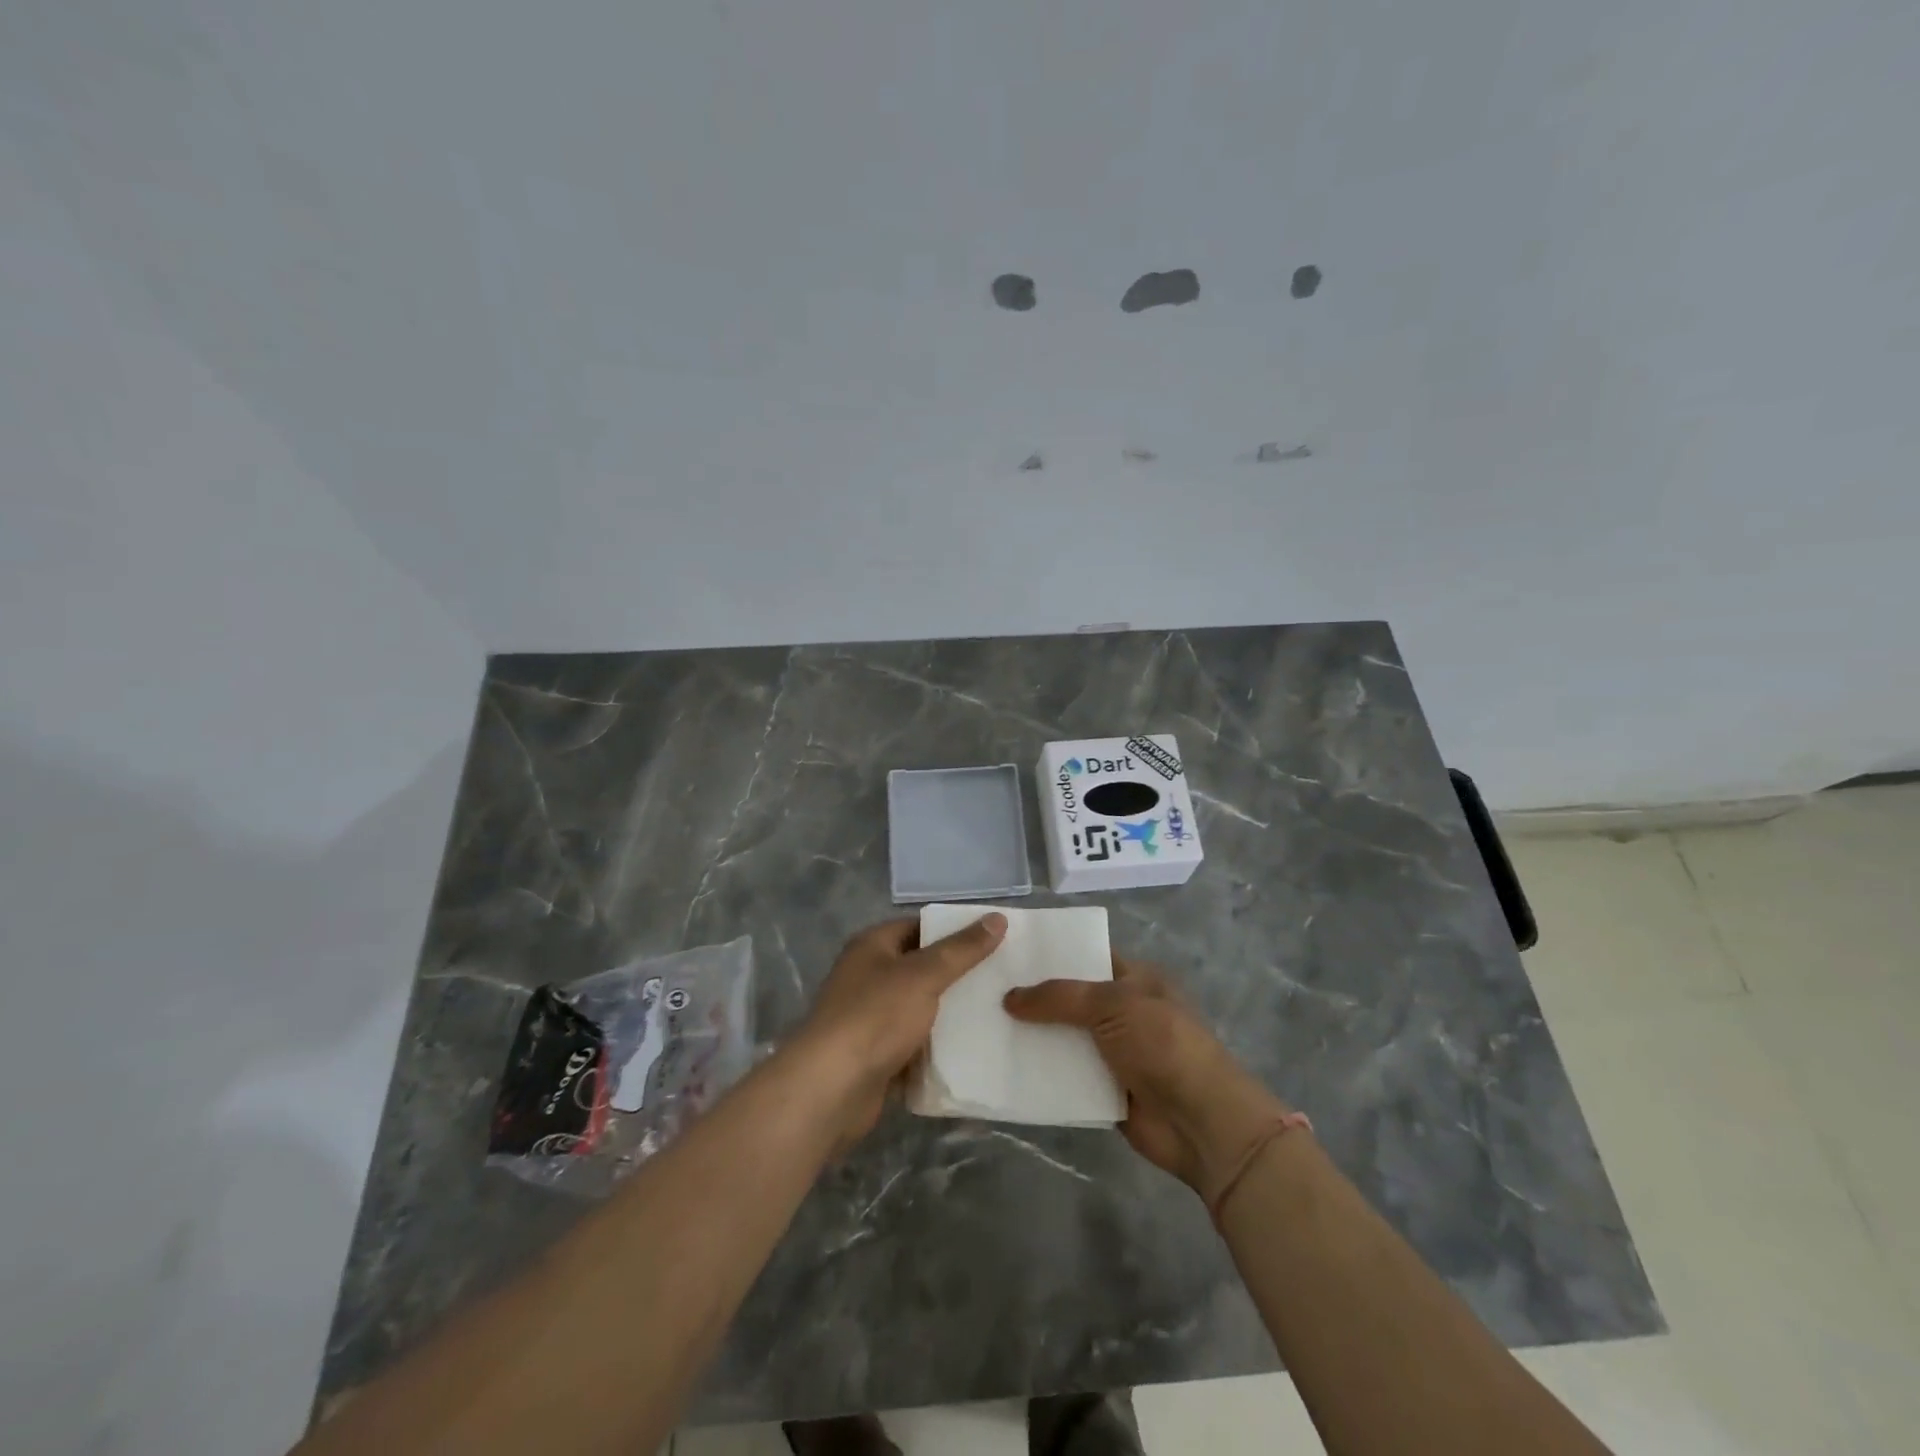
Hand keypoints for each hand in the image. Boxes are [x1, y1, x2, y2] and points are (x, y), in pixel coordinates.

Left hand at [792, 914, 1007, 1146]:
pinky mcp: (876, 1056)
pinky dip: (937, 1048)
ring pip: (919, 1009)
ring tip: (996, 1012)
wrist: (831, 1089)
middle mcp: (868, 976)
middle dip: (957, 974)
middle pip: (920, 968)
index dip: (954, 930)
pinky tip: (972, 1050)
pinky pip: (914, 1044)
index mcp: (872, 946)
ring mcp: (870, 1018)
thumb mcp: (924, 975)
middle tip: (1002, 977)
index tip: (993, 939)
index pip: (919, 926)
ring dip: (949, 1014)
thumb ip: (961, 949)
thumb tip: (997, 918)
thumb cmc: (876, 1017)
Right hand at [1003, 955, 1293, 1203]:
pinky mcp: (1103, 1090)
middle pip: (1071, 999)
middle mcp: (1122, 1011)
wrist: (1200, 1120)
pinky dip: (1041, 1074)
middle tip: (985, 988)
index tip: (1009, 950)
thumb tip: (1010, 998)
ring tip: (985, 1025)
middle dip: (1034, 996)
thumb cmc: (1162, 1044)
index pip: (1087, 956)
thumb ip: (1060, 997)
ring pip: (1064, 1038)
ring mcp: (1113, 1052)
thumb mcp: (1113, 1004)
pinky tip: (1004, 1066)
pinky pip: (1065, 1076)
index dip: (1052, 953)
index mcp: (1134, 980)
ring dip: (1033, 1036)